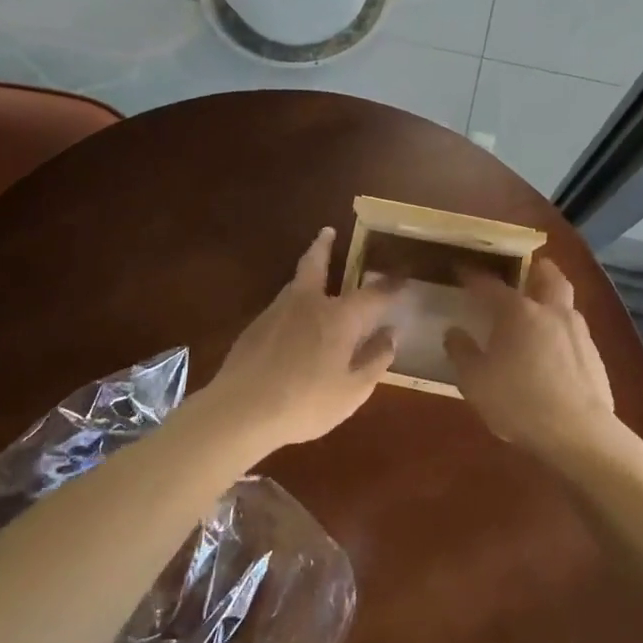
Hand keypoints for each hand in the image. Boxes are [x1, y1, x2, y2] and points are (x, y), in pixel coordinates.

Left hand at [198, 227, 398, 451]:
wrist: (240, 411)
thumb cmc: (305, 403)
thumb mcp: (352, 390)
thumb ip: (375, 360)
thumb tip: (391, 335)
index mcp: (339, 317)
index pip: (373, 294)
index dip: (390, 286)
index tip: (402, 278)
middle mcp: (308, 303)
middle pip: (316, 263)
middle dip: (324, 246)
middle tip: (328, 232)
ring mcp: (277, 311)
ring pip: (296, 283)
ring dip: (307, 273)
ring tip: (314, 276)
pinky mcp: (254, 327)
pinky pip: (282, 306)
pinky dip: (293, 304)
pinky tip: (293, 323)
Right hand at [443, 259, 638, 466]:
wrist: (578, 433)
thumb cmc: (518, 402)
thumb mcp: (475, 381)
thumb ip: (462, 353)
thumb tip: (453, 332)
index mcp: (518, 312)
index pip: (491, 285)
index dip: (474, 276)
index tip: (462, 269)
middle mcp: (551, 312)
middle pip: (548, 276)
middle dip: (536, 268)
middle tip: (526, 268)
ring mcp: (578, 332)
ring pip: (566, 302)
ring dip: (553, 298)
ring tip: (539, 310)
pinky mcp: (595, 356)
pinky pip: (575, 331)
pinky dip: (562, 329)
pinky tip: (554, 348)